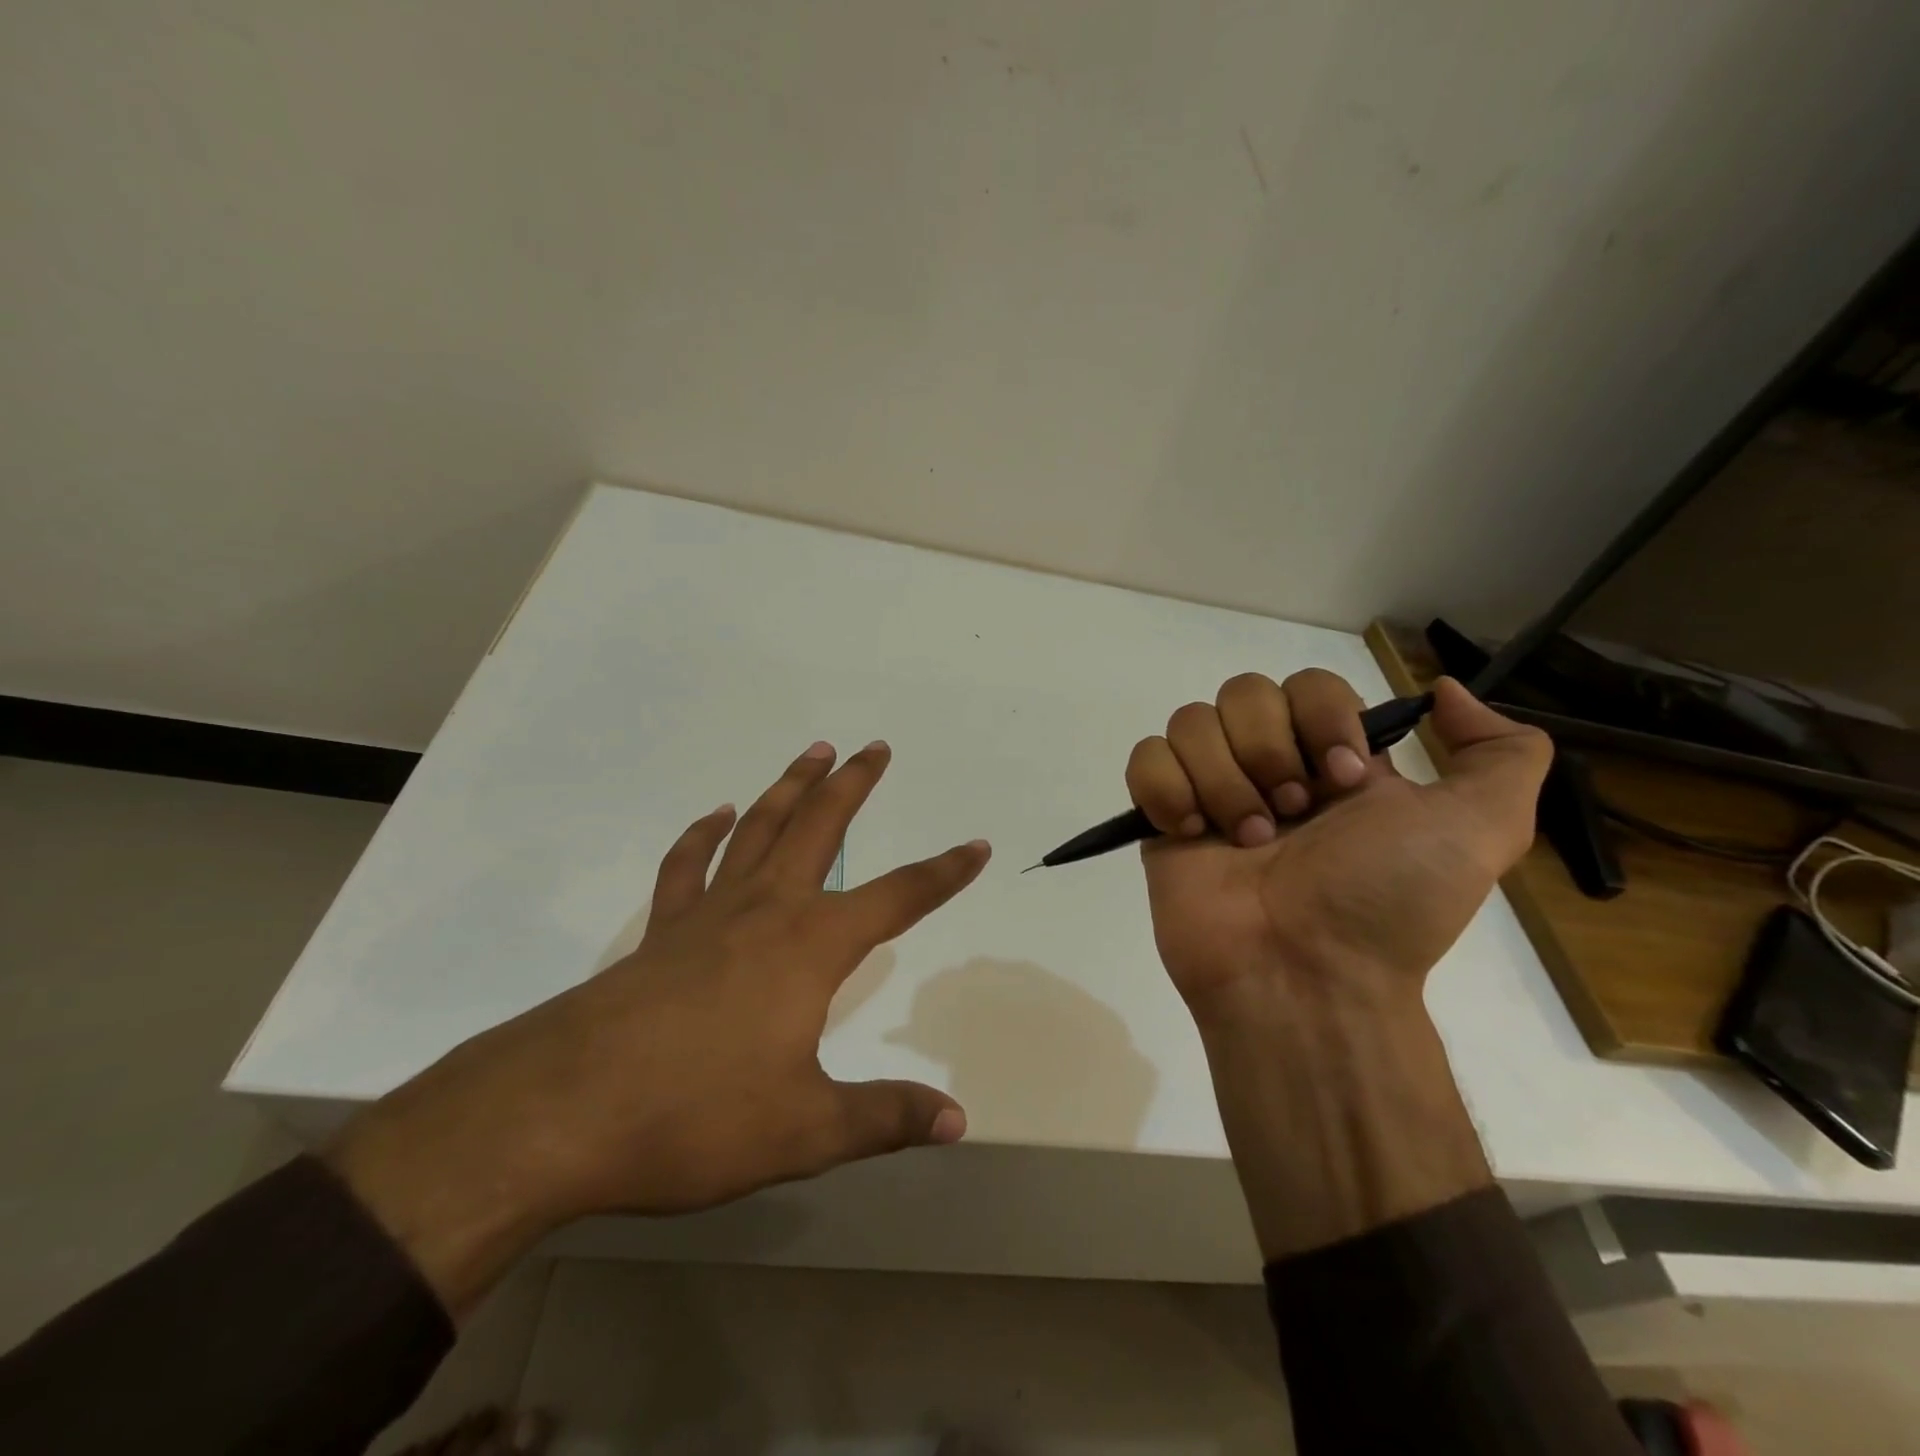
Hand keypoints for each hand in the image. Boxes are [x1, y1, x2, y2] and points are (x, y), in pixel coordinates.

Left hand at [328, 741, 988, 1315]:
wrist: (560, 1113)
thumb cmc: (694, 1116)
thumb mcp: (804, 1129)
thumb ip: (883, 1117)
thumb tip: (955, 1118)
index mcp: (811, 946)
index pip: (897, 897)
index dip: (942, 873)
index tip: (974, 845)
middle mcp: (766, 911)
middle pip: (819, 829)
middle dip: (853, 787)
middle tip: (876, 747)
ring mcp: (708, 914)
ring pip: (758, 830)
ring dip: (789, 788)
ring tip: (813, 752)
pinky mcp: (661, 931)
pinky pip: (688, 866)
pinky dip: (703, 835)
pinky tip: (716, 815)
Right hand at [1125, 670, 1550, 1255]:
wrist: (1303, 974)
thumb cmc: (1385, 900)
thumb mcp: (1482, 828)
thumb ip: (1502, 753)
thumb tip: (1444, 692)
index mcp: (1332, 760)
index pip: (1308, 683)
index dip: (1322, 718)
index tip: (1343, 779)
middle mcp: (1270, 766)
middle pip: (1242, 692)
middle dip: (1269, 751)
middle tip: (1291, 816)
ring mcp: (1210, 790)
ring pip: (1191, 722)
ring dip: (1224, 781)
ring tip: (1244, 841)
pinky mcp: (1161, 816)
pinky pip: (1146, 758)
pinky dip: (1167, 788)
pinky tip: (1193, 832)